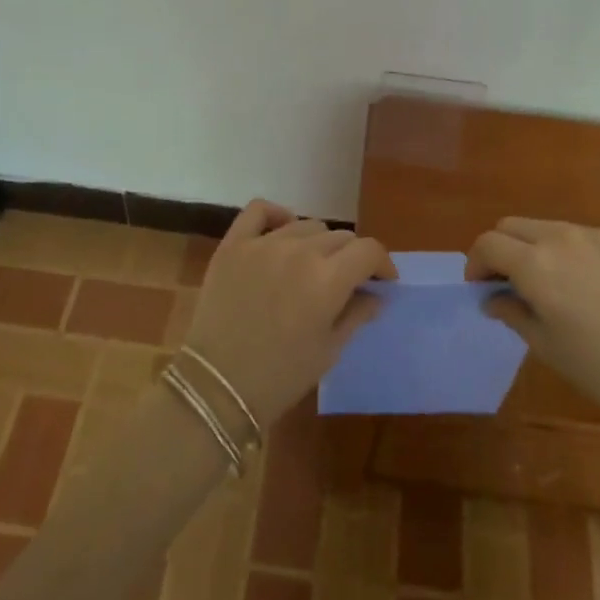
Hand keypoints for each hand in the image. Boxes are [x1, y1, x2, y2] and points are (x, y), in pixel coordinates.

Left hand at [185, 201, 397, 428]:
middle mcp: (300, 251)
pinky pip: (260, 210)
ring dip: (317, 243)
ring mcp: (264, 243)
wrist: (216, 388)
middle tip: (345, 282)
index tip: (382, 281)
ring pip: (306, 225)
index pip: (369, 250)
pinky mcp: (234, 244)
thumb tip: (378, 294)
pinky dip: (276, 214)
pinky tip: (282, 230)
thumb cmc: (280, 377)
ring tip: (311, 266)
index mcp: (328, 279)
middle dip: (350, 258)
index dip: (382, 263)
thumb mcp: (329, 351)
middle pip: (340, 237)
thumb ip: (357, 314)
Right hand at [466, 218, 599, 427]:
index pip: (488, 243)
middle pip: (513, 226)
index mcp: (535, 262)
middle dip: (502, 249)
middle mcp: (562, 236)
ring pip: (550, 228)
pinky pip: (586, 239)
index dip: (476, 264)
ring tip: (552, 285)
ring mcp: (597, 235)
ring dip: (537, 248)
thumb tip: (493, 298)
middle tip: (509, 283)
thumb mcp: (545, 346)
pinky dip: (575, 255)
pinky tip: (594, 290)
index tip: (481, 287)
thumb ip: (512, 312)